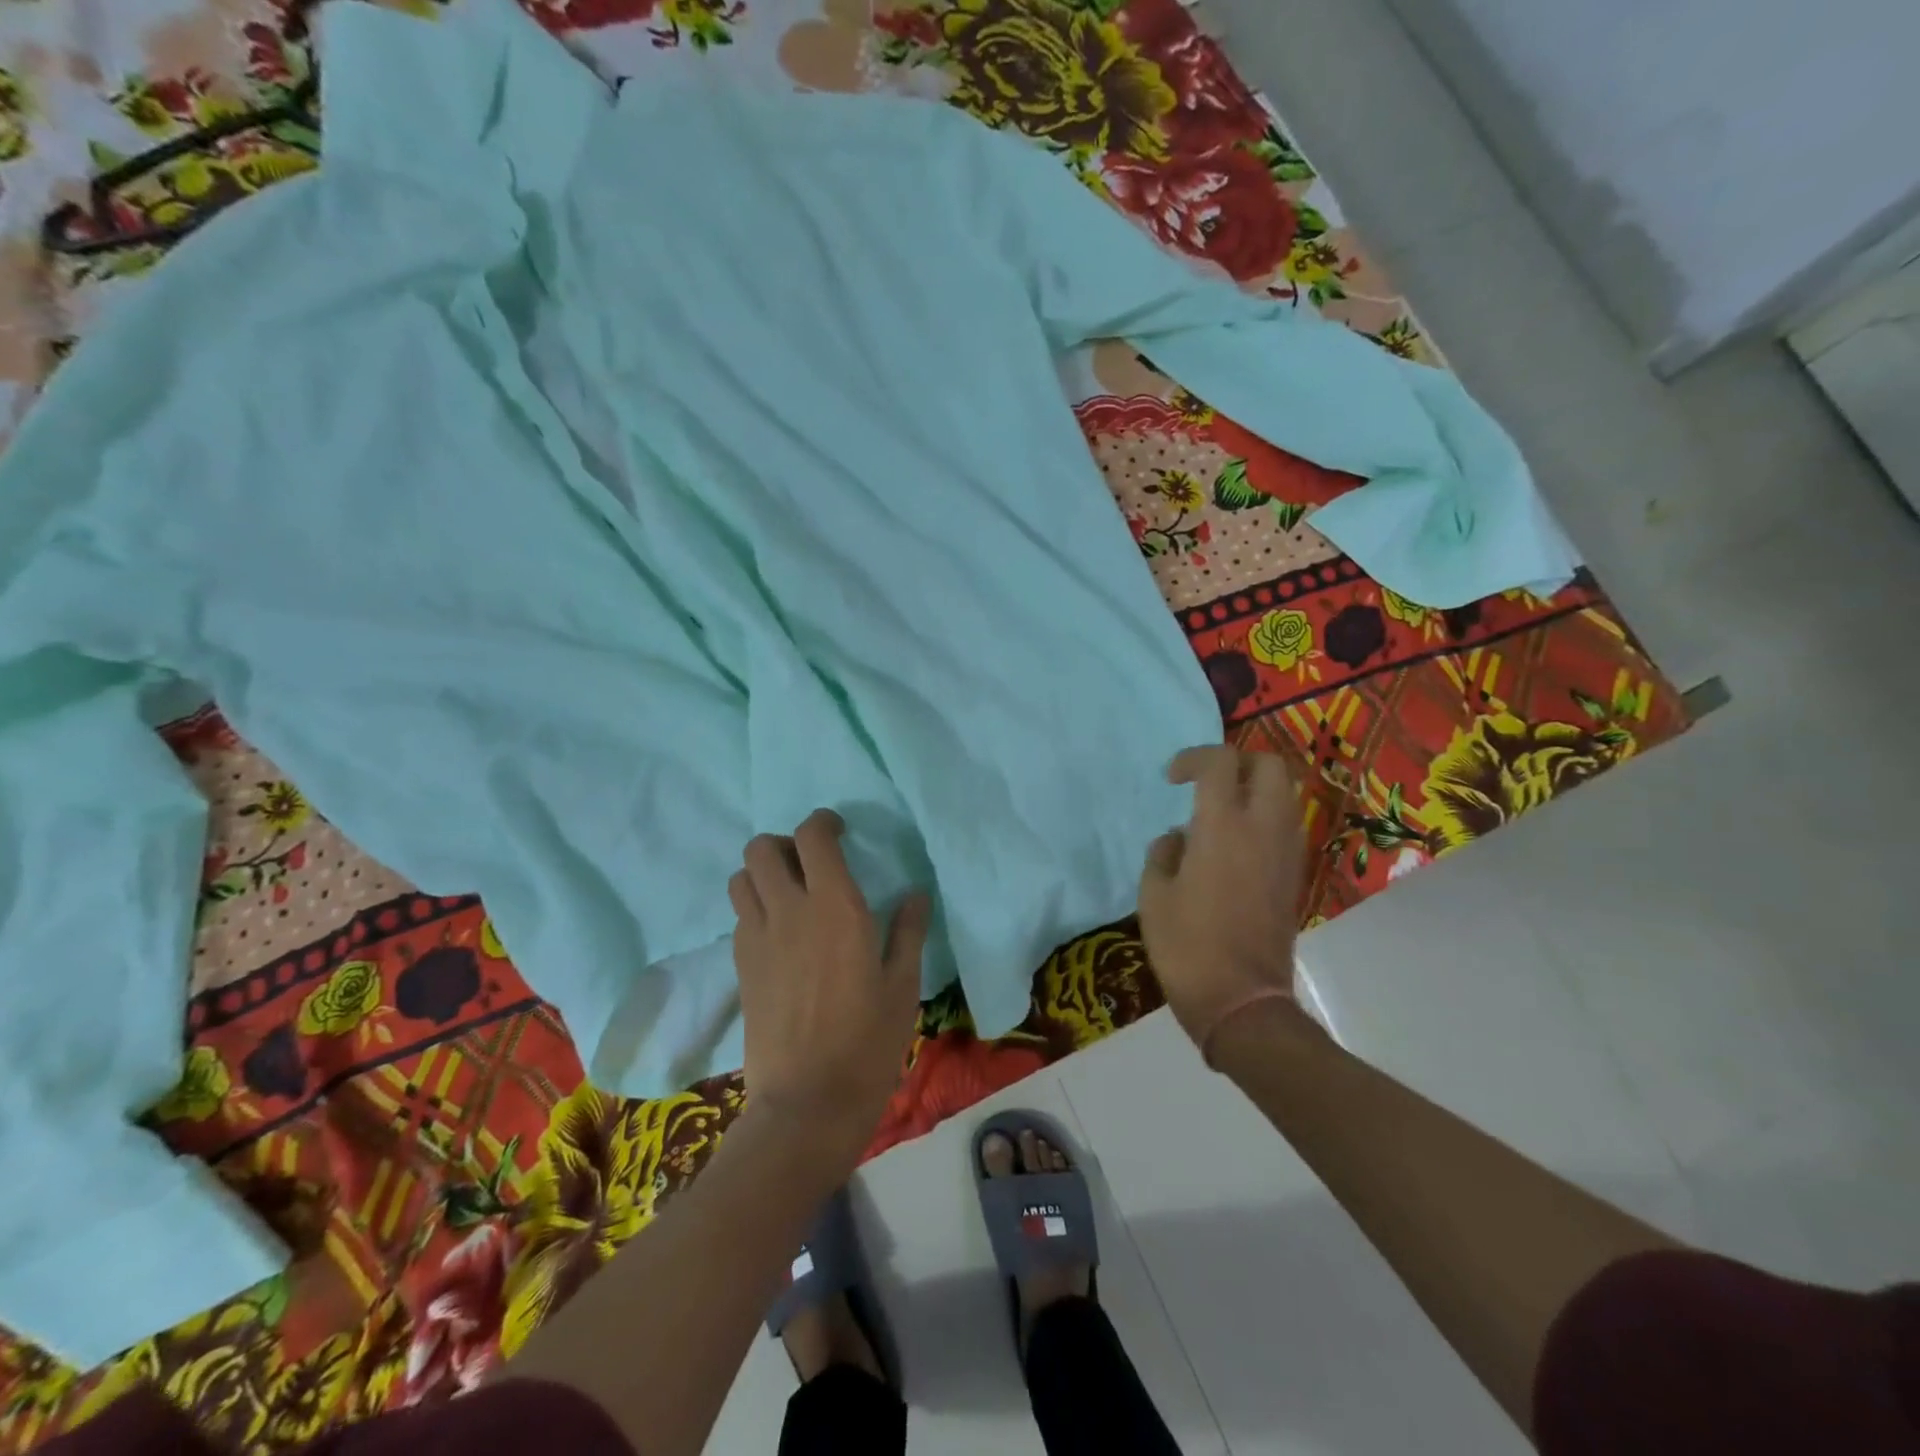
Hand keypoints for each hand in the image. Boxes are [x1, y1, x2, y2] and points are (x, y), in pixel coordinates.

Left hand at [729, 810, 931, 1154]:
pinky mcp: (740, 965)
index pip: (812, 836)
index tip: (840, 831)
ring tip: (791, 893)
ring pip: (742, 877)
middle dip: (785, 843)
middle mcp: (789, 910)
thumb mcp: (903, 985)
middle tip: (811, 863)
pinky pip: (740, 914)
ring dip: (763, 873)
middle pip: (761, 847)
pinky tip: (781, 932)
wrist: (807, 1102)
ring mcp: (757, 937)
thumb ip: (908, 931)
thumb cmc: (868, 1042)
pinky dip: (756, 905)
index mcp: (835, 907)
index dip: (823, 822)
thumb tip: (915, 894)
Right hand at [1137, 745, 1307, 1057]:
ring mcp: (1287, 852)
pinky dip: (1264, 819)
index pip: (1220, 762)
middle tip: (1207, 782)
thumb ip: (1164, 853)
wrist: (1242, 1001)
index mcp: (1222, 826)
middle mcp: (1263, 828)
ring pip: (1285, 794)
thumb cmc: (1187, 945)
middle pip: (1269, 765)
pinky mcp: (1295, 876)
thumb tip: (1179, 839)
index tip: (1172, 779)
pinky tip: (1235, 846)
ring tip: (1219, 813)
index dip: (1194, 758)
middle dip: (1237, 762)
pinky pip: (1286, 826)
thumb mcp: (1154, 894)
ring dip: (1254, 790)